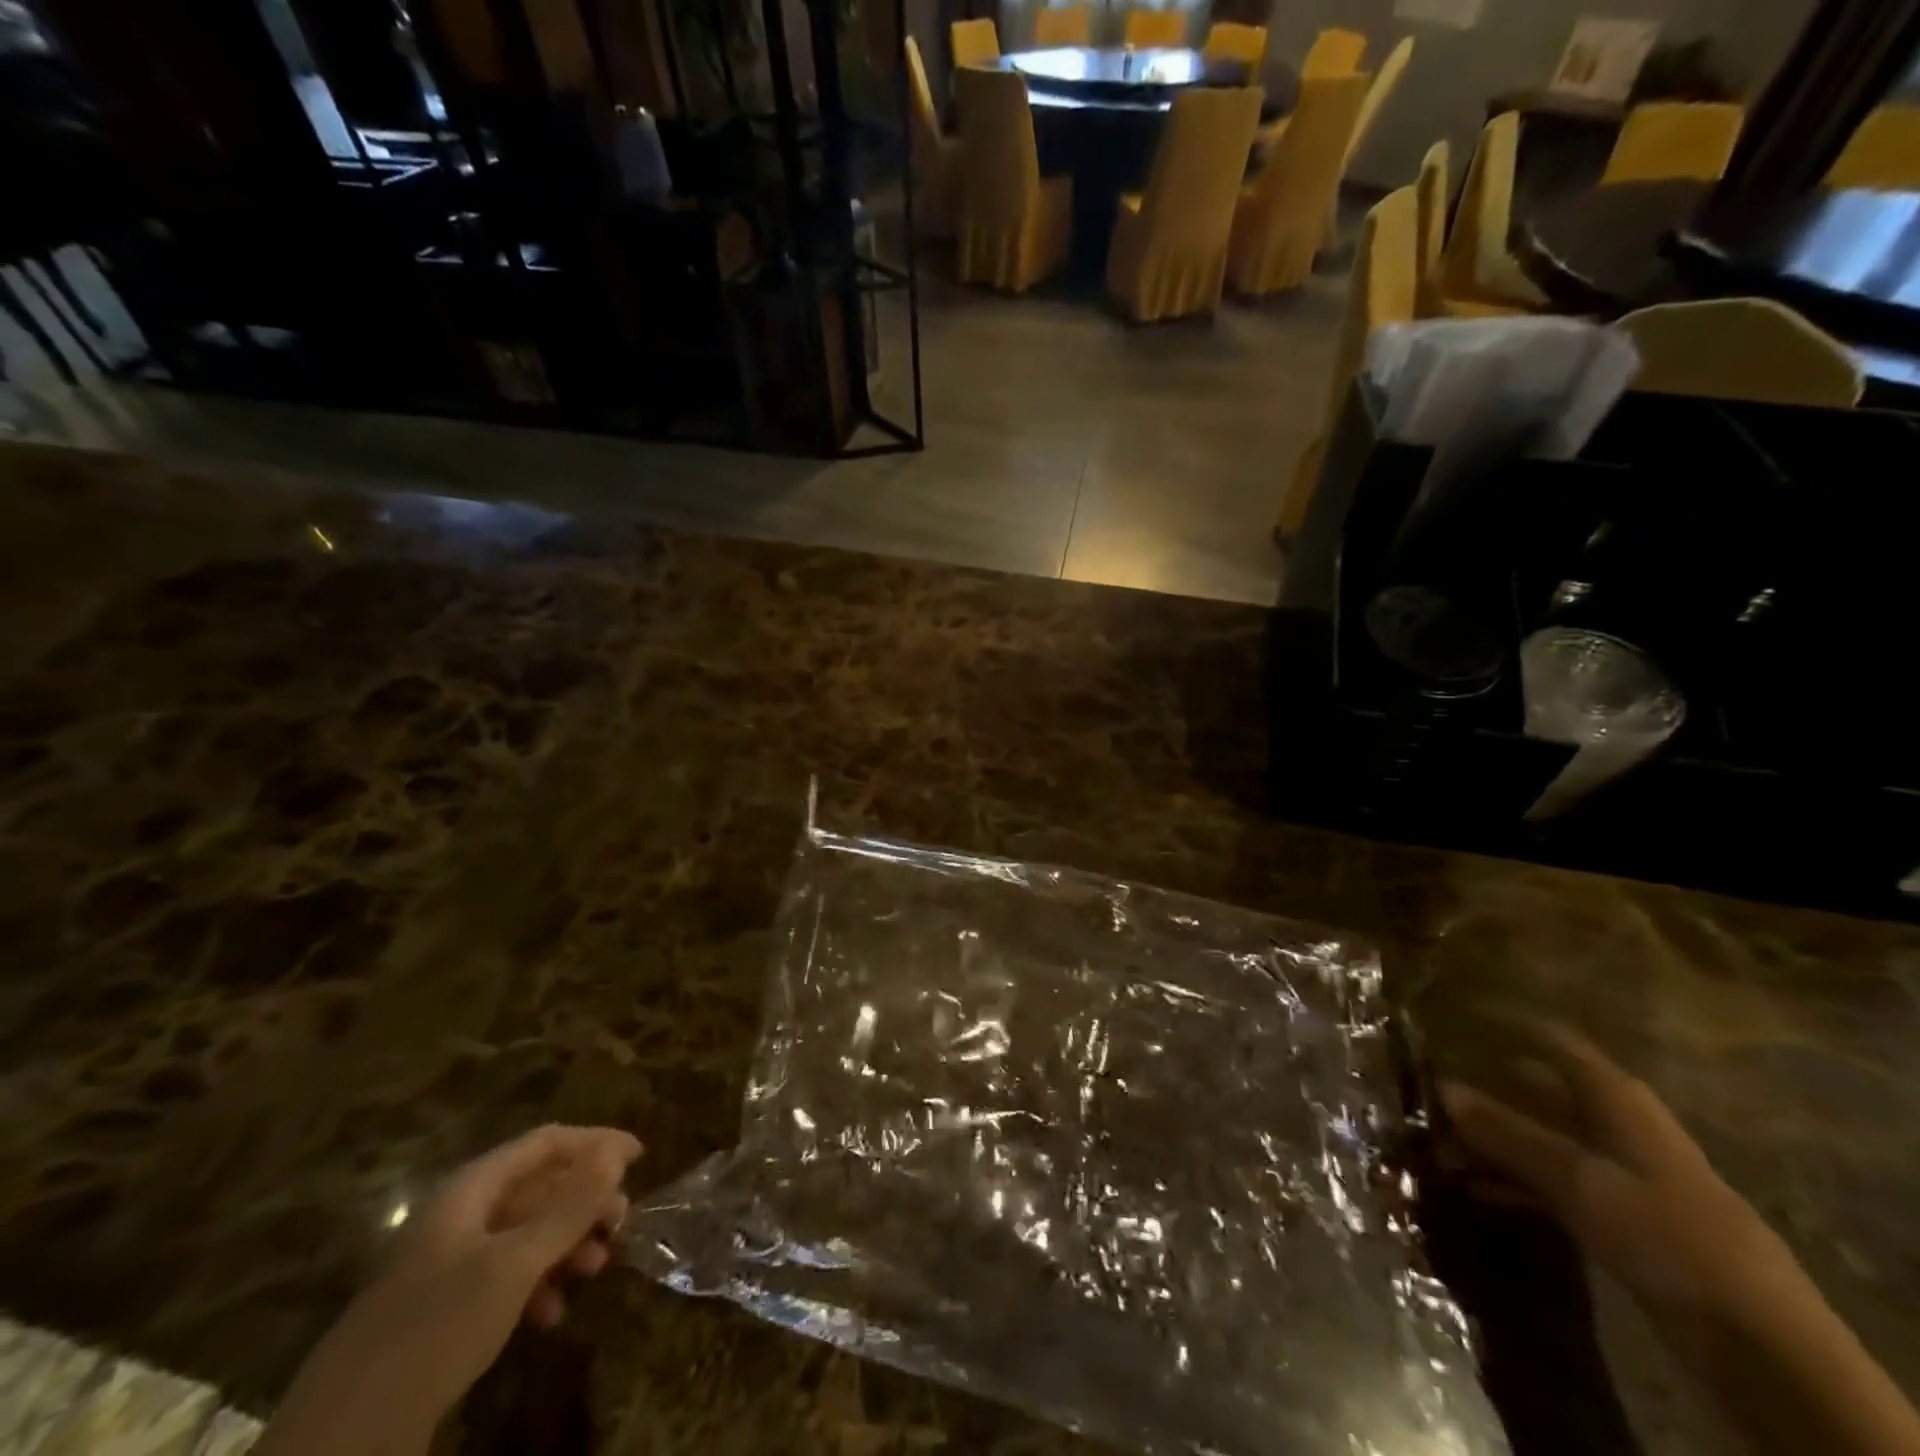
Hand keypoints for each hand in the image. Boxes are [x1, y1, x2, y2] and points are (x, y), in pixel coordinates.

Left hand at [258, 1125, 641, 1455]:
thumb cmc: (437, 1329)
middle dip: (584, 1201)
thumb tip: (616, 1152)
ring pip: (524, 1234)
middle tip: (621, 1223)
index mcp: (470, 1190)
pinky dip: (535, 1285)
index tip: (640, 1157)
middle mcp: (458, 1217)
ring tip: (596, 1269)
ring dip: (566, 1244)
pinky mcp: (440, 1313)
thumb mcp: (515, 1263)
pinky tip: (551, 1314)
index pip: (545, 1143)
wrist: (342, 1439)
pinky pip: (502, 1277)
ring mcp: (445, 1266)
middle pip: (537, 1187)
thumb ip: (569, 1206)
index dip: (595, 1143)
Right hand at [1446, 1024, 1919, 1455]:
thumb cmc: (1666, 1231)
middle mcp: (1613, 1122)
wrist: (1758, 1341)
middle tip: (1424, 1089)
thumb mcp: (1577, 1178)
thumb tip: (1441, 1086)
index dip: (1506, 1023)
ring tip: (1434, 1145)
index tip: (1453, 1013)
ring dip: (1490, 1141)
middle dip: (1483, 1090)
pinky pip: (1549, 1181)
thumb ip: (1507, 1132)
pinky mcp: (1617, 1215)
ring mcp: (1617, 1170)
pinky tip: (1470, 1188)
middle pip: (1538, 1090)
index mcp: (1614, 1097)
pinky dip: (1511, 1179)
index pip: (1552, 1040)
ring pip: (1538, 1138)